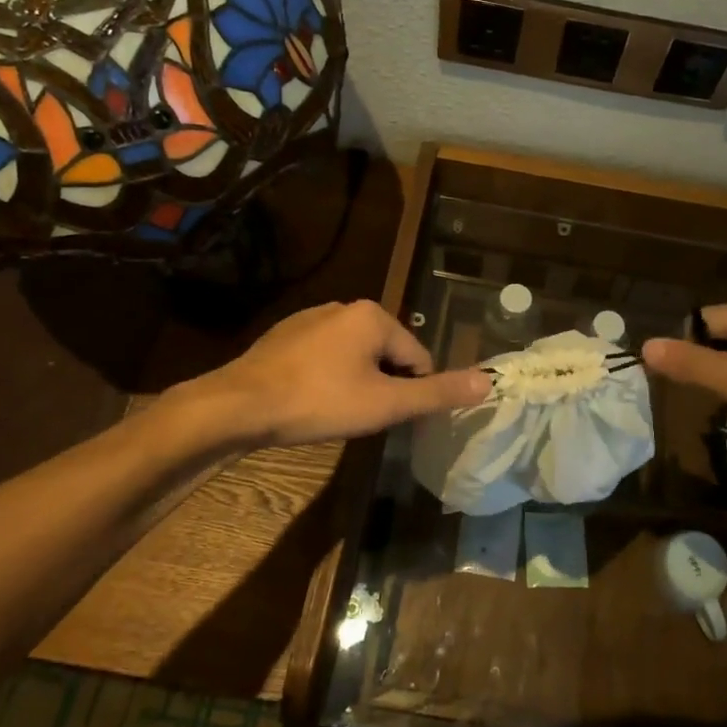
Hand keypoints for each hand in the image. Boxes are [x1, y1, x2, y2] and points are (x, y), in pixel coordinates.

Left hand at [190, 300, 490, 448]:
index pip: (418, 358)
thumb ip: (437, 393)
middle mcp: (343, 307)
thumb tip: (488, 381)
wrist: (238, 406)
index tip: (390, 419)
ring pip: (354, 357)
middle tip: (362, 418)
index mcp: (373, 316)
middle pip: (386, 355)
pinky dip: (326, 379)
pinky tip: (309, 403)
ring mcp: (310, 319)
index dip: (412, 393)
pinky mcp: (284, 336)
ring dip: (355, 384)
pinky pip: (323, 358)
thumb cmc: (319, 402)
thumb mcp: (386, 403)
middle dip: (382, 387)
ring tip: (335, 414)